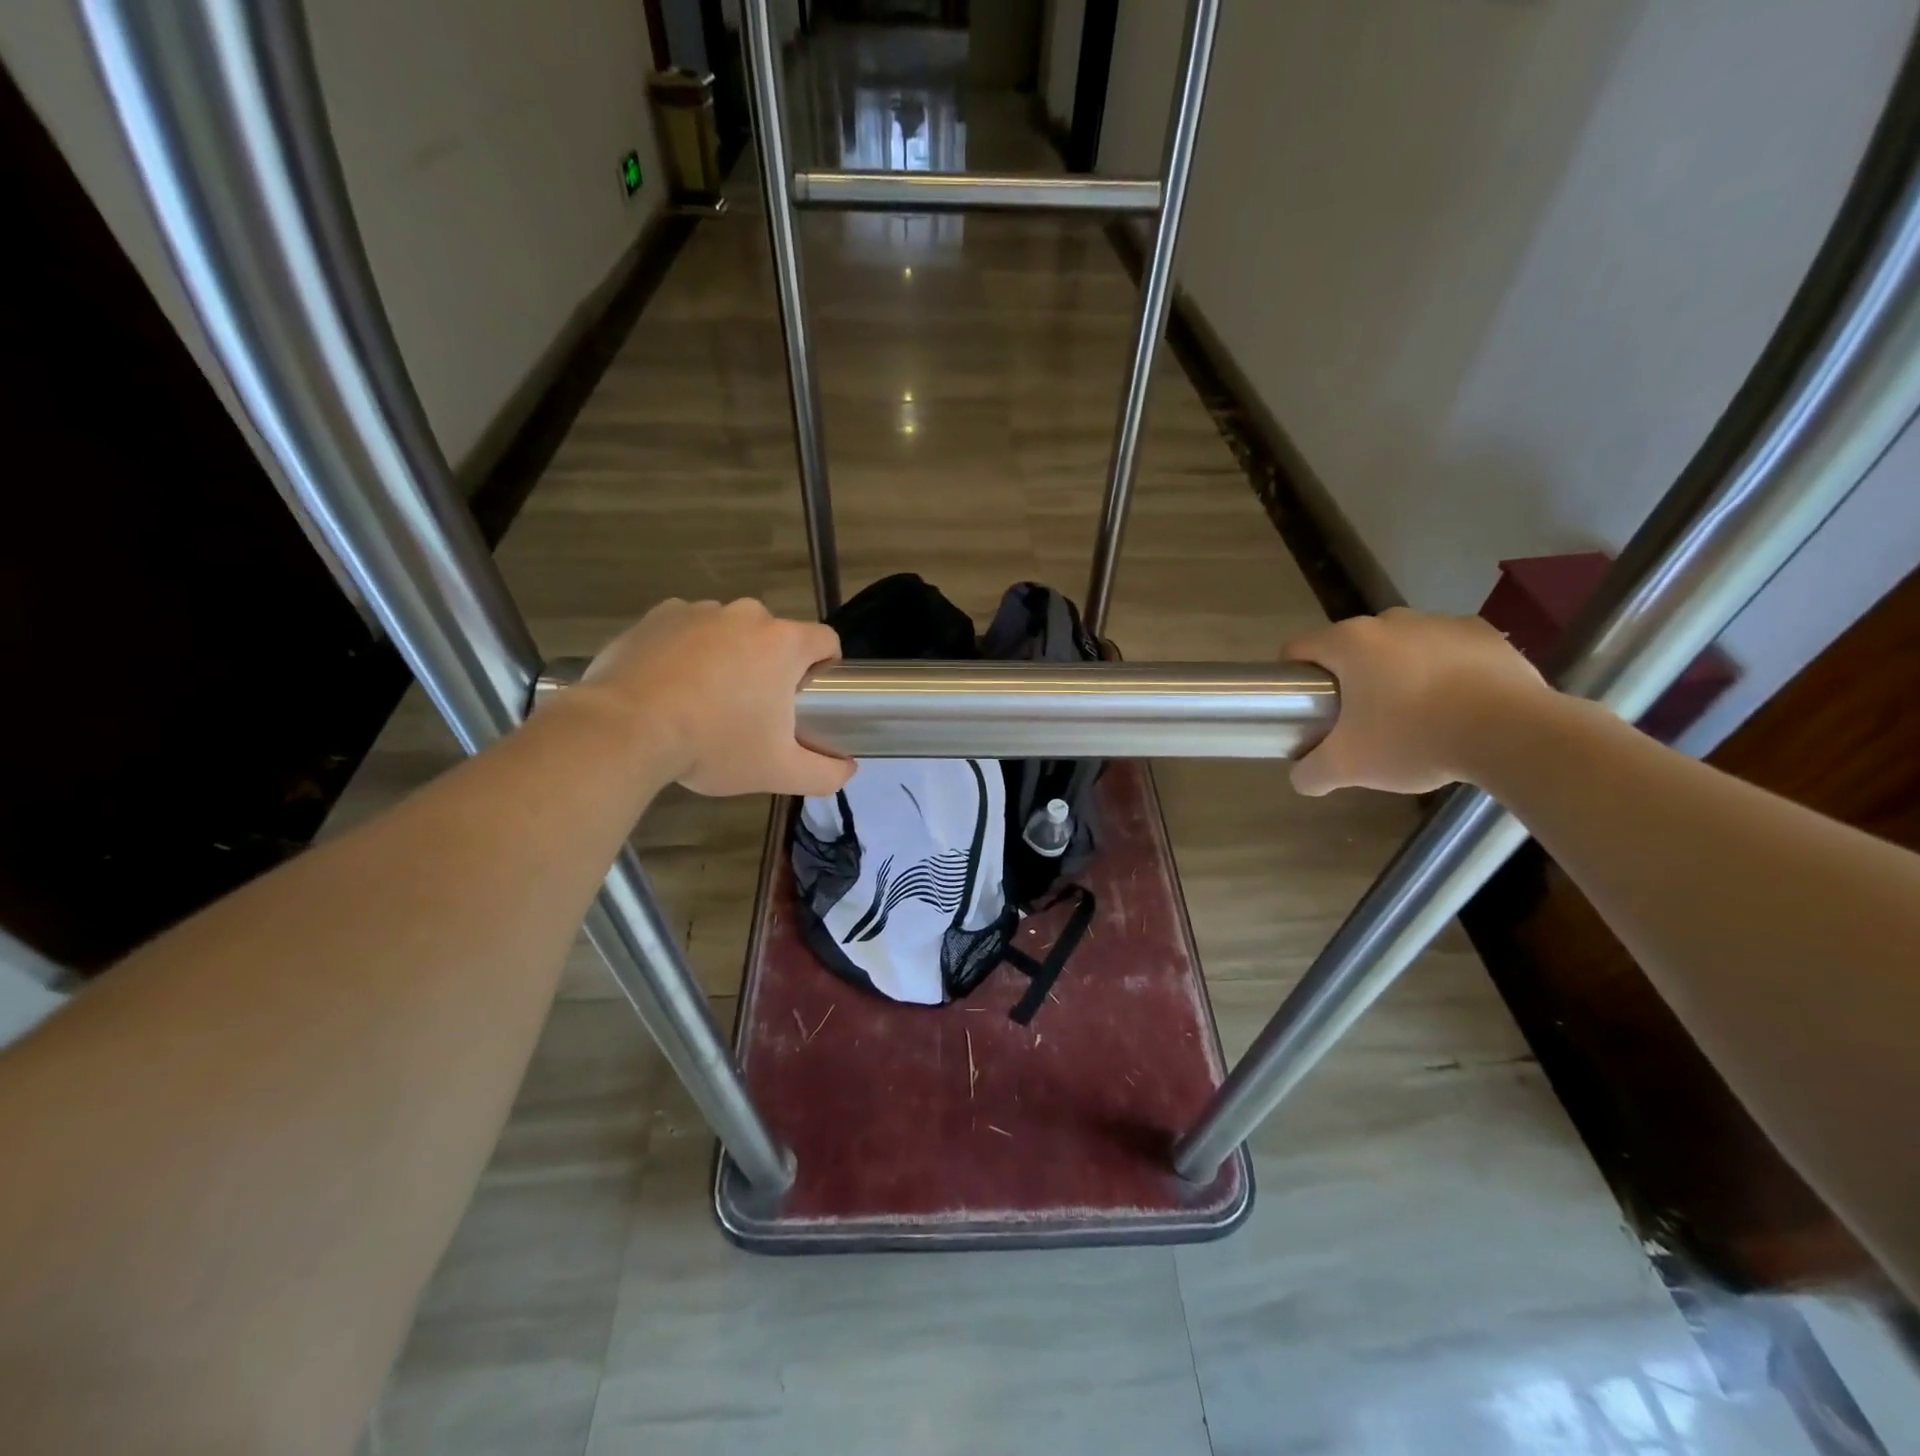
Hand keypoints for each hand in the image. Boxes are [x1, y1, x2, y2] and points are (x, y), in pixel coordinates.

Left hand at [577, 598, 853, 796]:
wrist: (625, 730)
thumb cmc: (714, 745)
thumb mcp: (779, 771)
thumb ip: (825, 773)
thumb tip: (849, 769)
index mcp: (784, 643)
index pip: (826, 640)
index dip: (824, 668)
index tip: (804, 698)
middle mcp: (747, 615)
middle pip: (775, 637)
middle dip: (770, 666)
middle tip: (751, 710)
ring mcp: (700, 610)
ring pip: (730, 632)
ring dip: (728, 656)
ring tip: (703, 700)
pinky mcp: (658, 615)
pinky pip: (688, 629)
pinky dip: (687, 650)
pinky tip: (671, 685)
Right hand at [1285, 608, 1553, 796]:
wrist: (1514, 734)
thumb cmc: (1414, 739)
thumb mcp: (1348, 767)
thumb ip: (1311, 773)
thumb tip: (1302, 776)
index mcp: (1349, 643)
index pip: (1299, 650)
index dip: (1294, 679)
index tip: (1308, 709)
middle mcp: (1389, 620)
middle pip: (1350, 648)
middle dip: (1349, 678)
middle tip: (1360, 720)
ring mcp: (1439, 621)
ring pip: (1398, 646)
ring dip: (1396, 672)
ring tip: (1413, 715)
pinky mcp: (1483, 633)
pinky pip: (1445, 649)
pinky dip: (1441, 670)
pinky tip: (1454, 704)